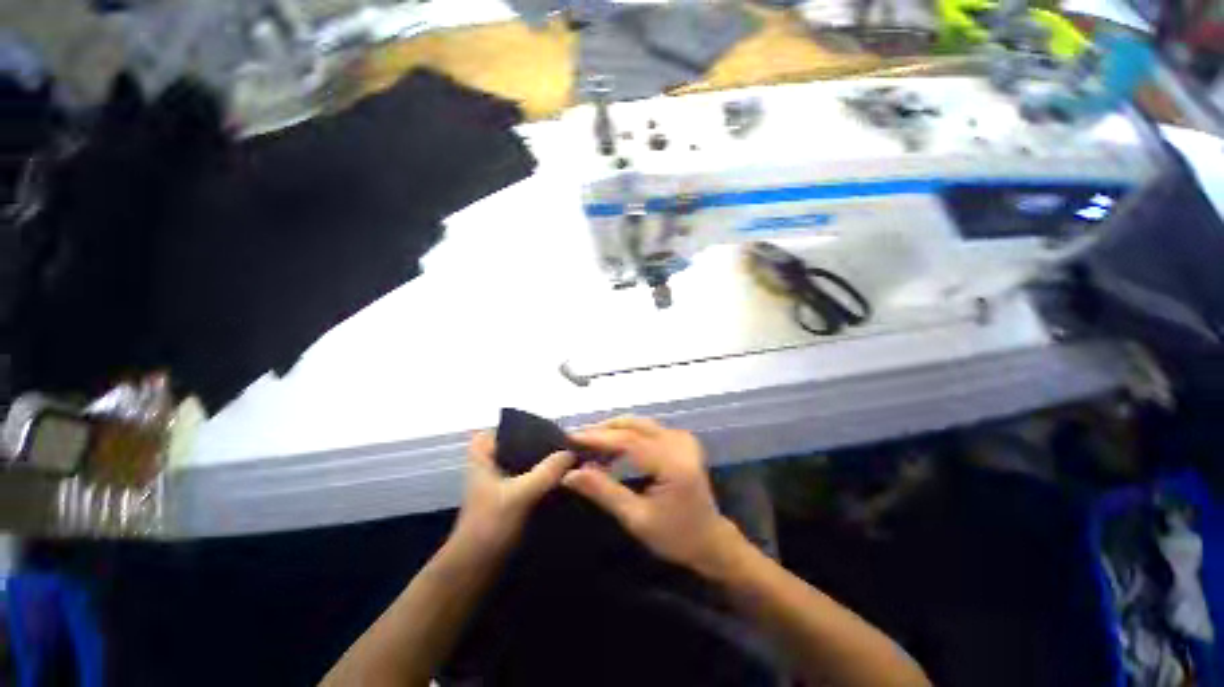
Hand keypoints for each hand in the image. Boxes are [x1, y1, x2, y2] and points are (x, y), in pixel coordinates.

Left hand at [450, 431, 573, 555]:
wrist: (474, 570)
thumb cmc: (489, 526)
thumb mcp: (519, 495)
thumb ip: (546, 471)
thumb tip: (572, 451)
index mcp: (484, 453)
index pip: (509, 426)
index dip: (531, 426)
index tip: (554, 430)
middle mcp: (492, 462)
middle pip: (523, 443)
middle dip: (544, 444)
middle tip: (568, 444)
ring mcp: (501, 479)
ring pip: (528, 461)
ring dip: (547, 462)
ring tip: (571, 459)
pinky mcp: (511, 495)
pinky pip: (532, 477)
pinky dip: (545, 477)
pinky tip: (564, 479)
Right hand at [563, 416, 741, 574]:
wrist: (710, 539)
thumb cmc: (675, 536)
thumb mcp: (636, 518)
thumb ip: (604, 491)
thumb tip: (570, 474)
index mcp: (673, 463)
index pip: (629, 441)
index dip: (598, 437)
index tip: (571, 438)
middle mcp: (679, 443)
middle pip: (635, 425)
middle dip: (604, 429)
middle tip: (577, 439)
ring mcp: (682, 439)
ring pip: (640, 423)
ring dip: (614, 429)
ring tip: (590, 442)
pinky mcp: (682, 440)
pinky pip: (648, 428)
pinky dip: (627, 433)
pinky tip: (613, 444)